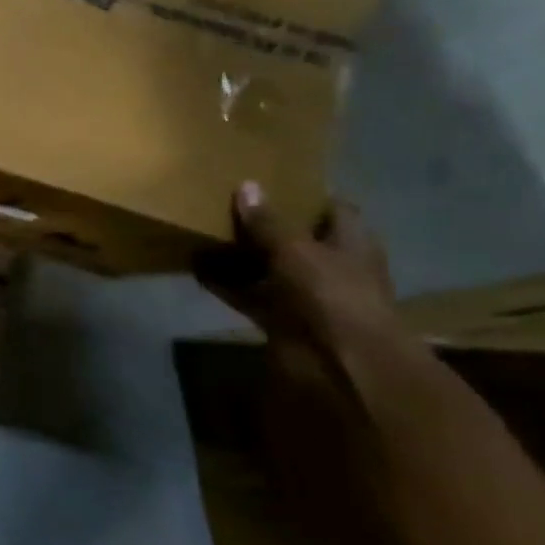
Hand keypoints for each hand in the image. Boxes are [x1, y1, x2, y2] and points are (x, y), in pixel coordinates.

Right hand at [196, 183, 398, 359]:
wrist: (338, 361)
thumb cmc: (330, 293)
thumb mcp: (296, 249)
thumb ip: (268, 221)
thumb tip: (247, 186)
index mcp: (350, 243)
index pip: (333, 209)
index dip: (305, 196)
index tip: (269, 183)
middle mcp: (330, 266)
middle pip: (294, 238)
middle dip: (264, 225)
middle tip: (224, 205)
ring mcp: (303, 294)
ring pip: (267, 267)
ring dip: (239, 256)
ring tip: (203, 233)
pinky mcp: (278, 317)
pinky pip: (247, 294)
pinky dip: (224, 284)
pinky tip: (195, 268)